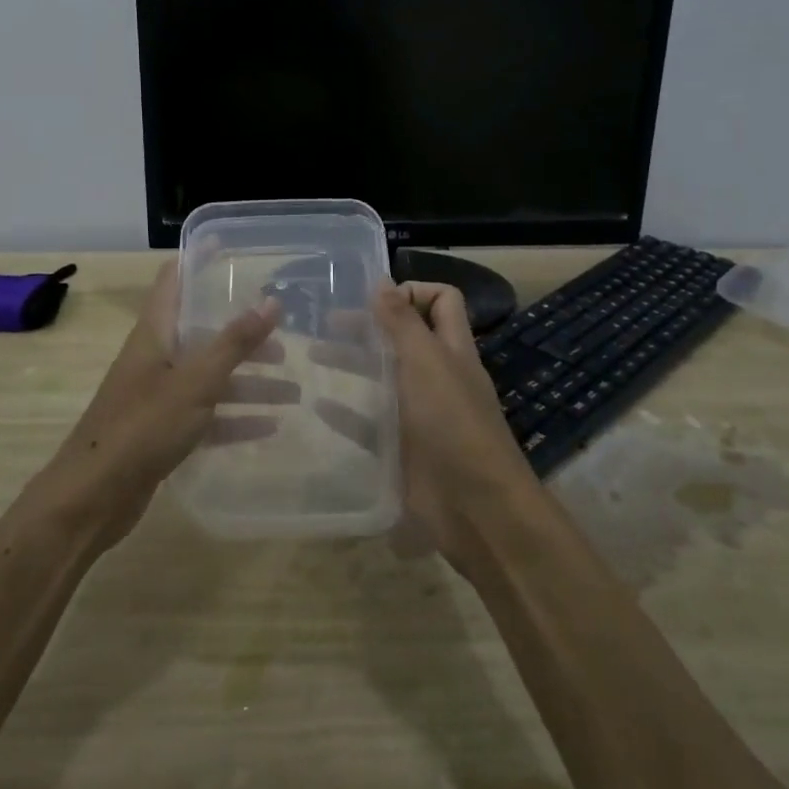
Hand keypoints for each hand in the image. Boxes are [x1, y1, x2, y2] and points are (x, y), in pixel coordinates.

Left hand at [41, 260, 285, 547]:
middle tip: (285, 336)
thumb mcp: (195, 381)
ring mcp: (158, 395)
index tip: (230, 244)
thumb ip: (234, 342)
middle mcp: (155, 357)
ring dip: (248, 382)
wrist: (93, 497)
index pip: (175, 279)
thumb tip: (272, 300)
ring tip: (293, 390)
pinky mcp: (162, 430)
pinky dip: (235, 418)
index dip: (199, 258)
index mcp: (155, 333)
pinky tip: (269, 426)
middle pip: (203, 332)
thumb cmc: (142, 426)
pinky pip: (206, 415)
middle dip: (243, 333)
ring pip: (210, 377)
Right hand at [317, 282, 536, 567]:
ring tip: (312, 356)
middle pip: (402, 336)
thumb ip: (402, 322)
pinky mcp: (403, 447)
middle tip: (326, 324)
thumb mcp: (427, 362)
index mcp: (451, 348)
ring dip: (352, 362)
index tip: (374, 299)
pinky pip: (369, 422)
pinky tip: (318, 405)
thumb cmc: (453, 424)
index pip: (441, 300)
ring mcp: (420, 413)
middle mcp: (437, 375)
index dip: (412, 291)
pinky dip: (346, 411)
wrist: (476, 508)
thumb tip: (382, 280)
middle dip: (368, 325)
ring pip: (383, 376)